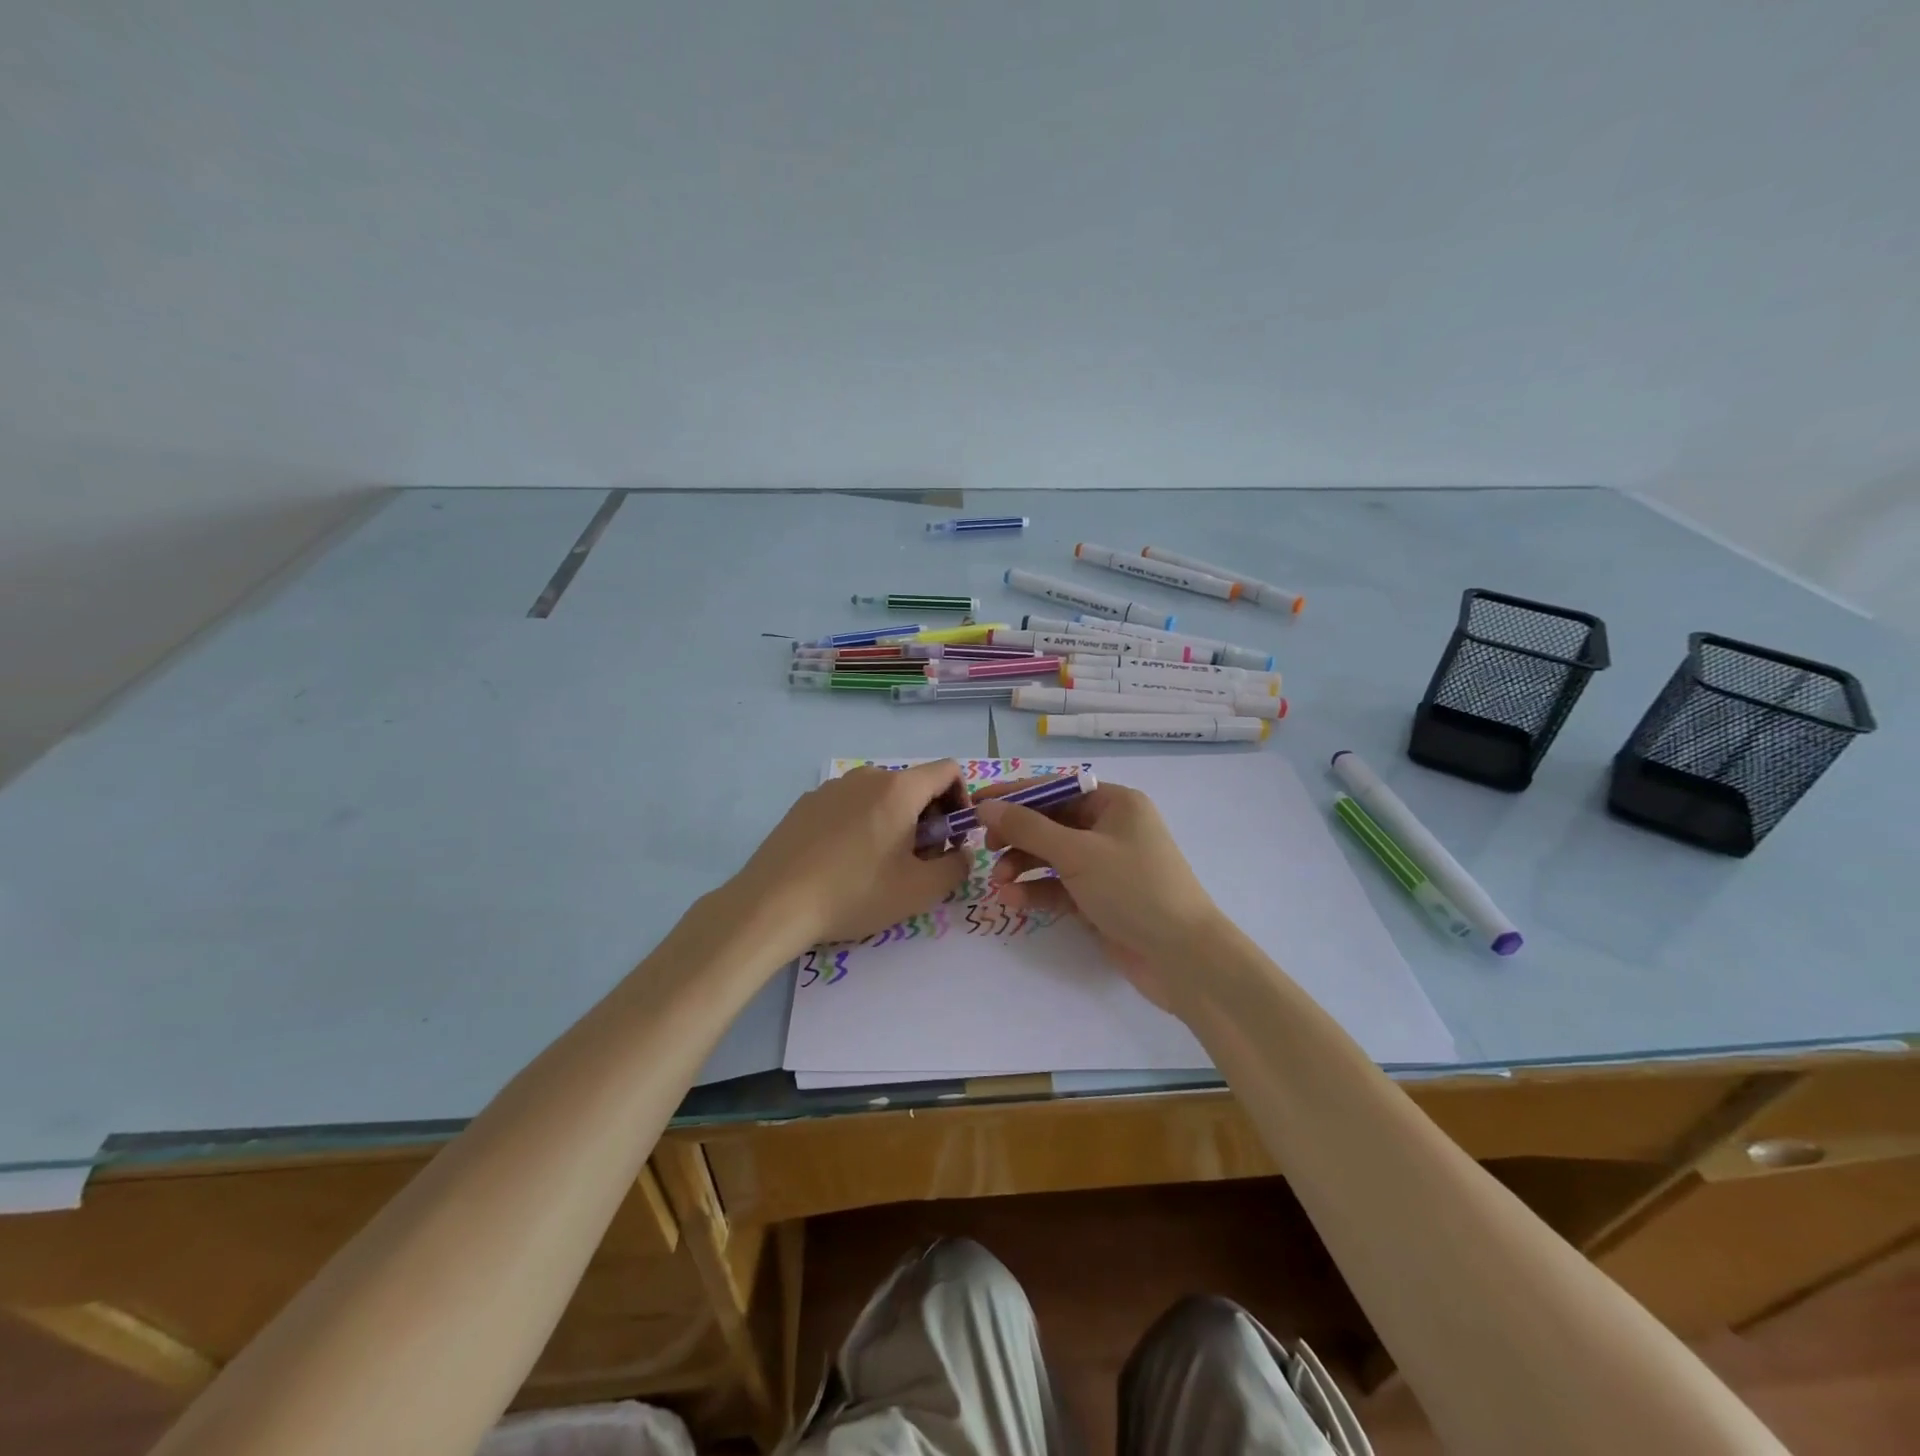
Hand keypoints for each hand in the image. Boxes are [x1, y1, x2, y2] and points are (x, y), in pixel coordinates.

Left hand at [728, 762, 972, 951]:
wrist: (773, 904)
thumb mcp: (919, 891)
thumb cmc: (854, 893)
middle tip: (919, 860)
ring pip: (880, 795)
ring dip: (895, 821)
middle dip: (928, 817)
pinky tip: (844, 862)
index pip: (948, 770)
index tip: (952, 836)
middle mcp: (866, 776)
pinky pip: (849, 805)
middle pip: (914, 784)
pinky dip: (862, 824)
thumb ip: (956, 868)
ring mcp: (832, 787)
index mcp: (899, 789)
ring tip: (879, 865)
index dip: (962, 799)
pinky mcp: (806, 803)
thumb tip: (962, 854)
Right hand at [975, 783, 1226, 1012]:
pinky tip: (1012, 900)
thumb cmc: (1133, 889)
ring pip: (1053, 856)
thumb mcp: (1077, 853)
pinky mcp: (1101, 898)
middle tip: (986, 848)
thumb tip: (987, 806)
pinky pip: (1061, 886)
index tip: (977, 803)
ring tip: (998, 882)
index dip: (1015, 795)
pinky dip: (1037, 890)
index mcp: (1115, 803)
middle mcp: (1111, 828)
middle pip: (1052, 822)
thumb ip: (1028, 829)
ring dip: (1023, 865)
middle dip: (1017, 836)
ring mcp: (1107, 865)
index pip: (1056, 788)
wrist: (1182, 957)